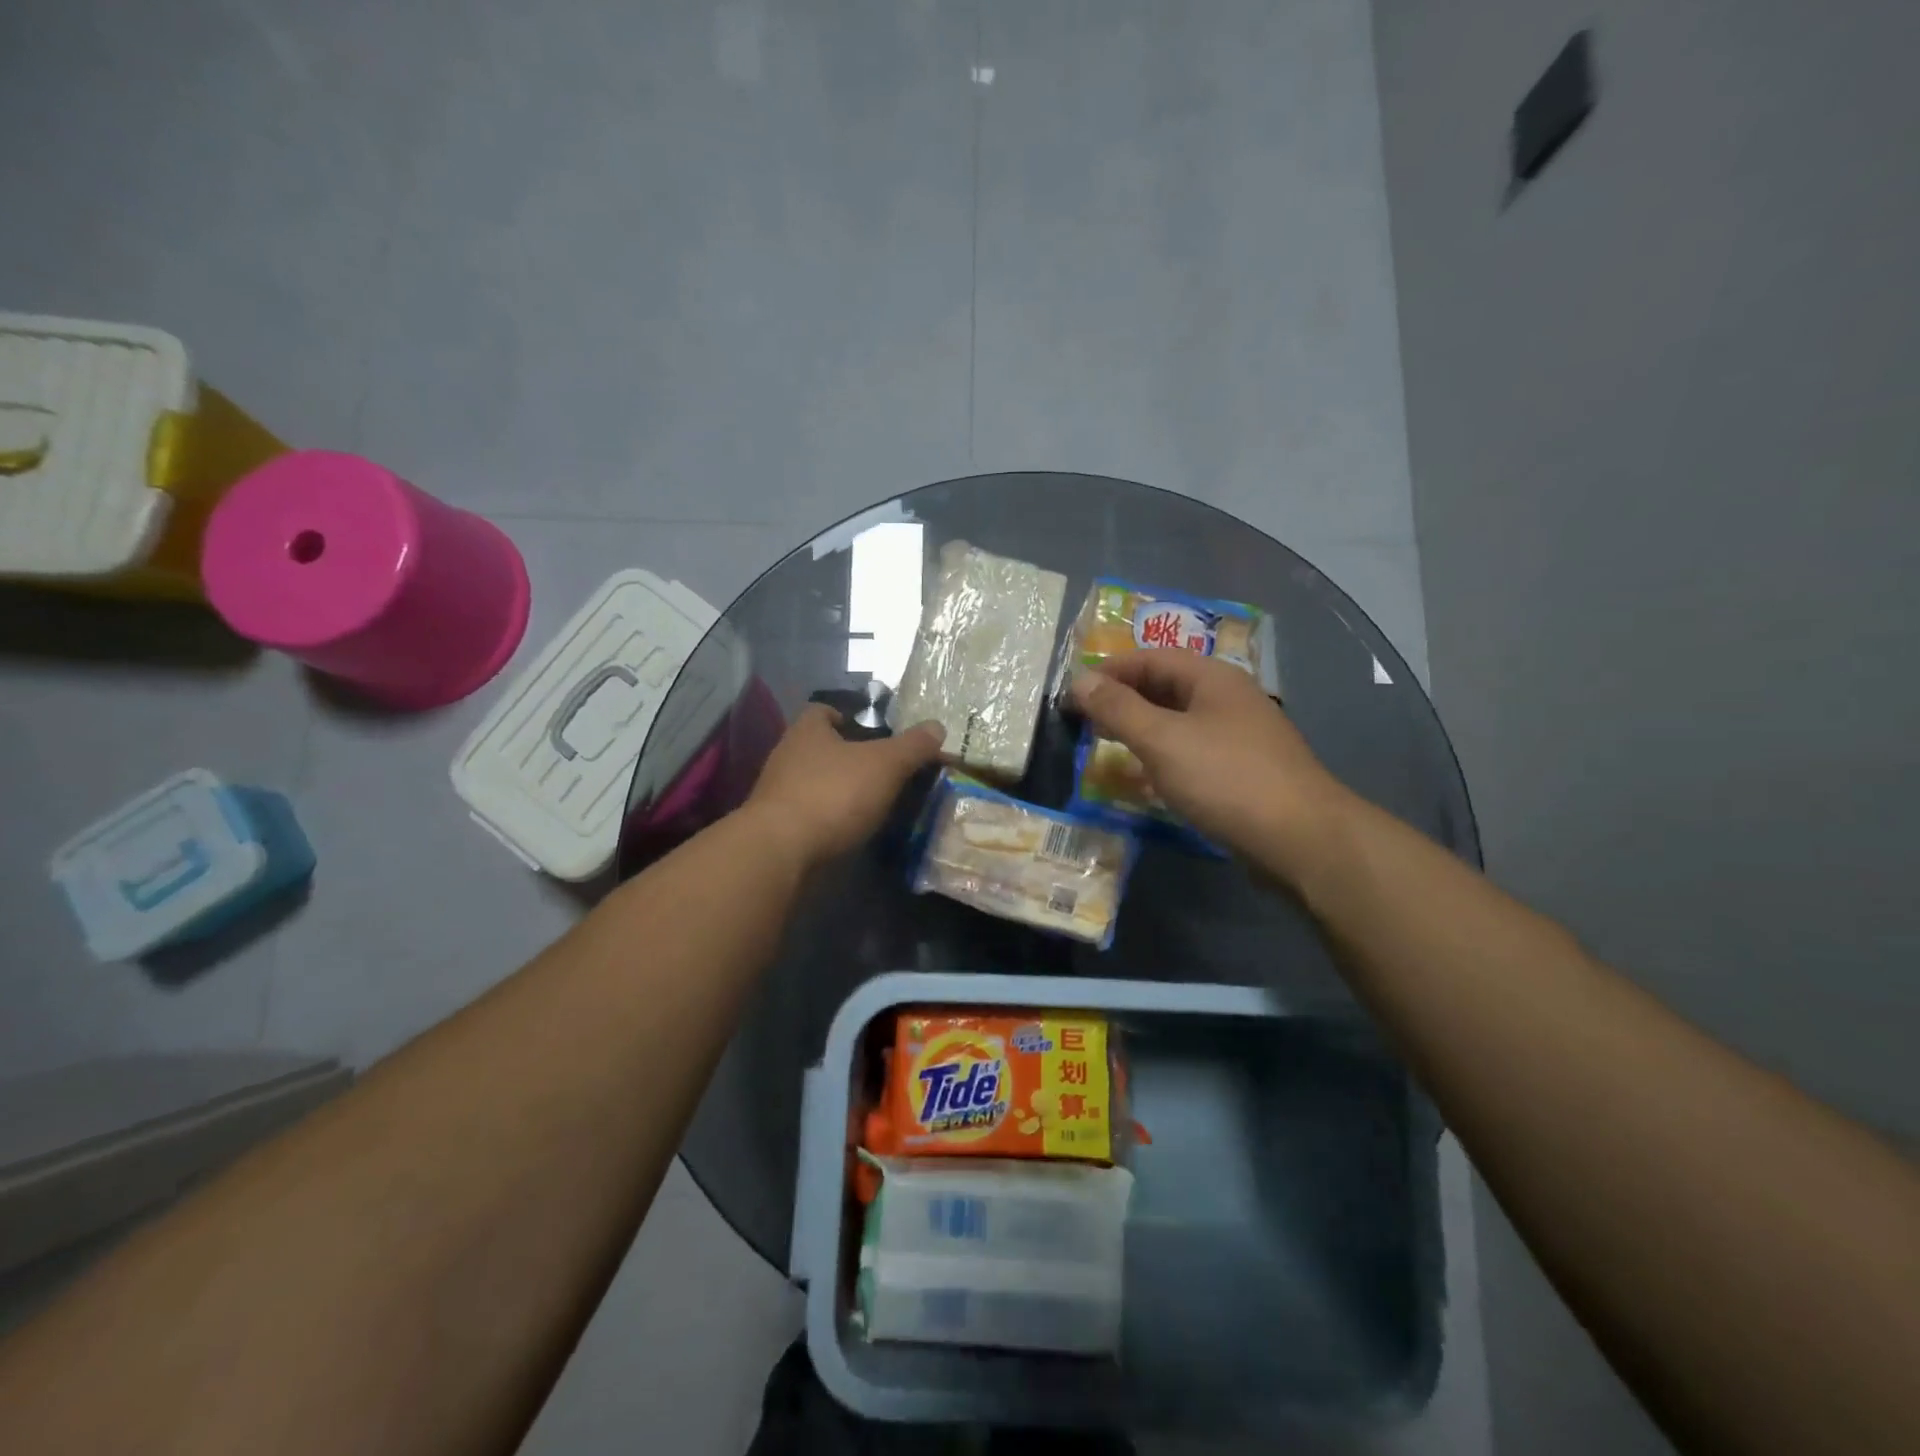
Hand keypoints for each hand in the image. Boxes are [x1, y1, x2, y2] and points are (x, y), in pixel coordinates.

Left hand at [743, 706, 945, 868]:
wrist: (781, 852)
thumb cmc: (834, 794)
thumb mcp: (885, 765)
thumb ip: (912, 746)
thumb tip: (937, 727)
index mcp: (808, 731)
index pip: (823, 710)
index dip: (847, 716)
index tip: (872, 731)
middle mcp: (787, 756)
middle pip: (820, 748)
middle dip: (848, 757)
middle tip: (883, 770)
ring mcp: (778, 794)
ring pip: (815, 782)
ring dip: (839, 790)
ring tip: (873, 803)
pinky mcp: (777, 828)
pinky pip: (810, 814)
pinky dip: (829, 819)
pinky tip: (851, 830)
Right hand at [1070, 650, 1351, 878]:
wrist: (1301, 839)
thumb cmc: (1225, 779)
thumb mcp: (1162, 739)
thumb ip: (1118, 708)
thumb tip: (1080, 680)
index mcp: (1212, 678)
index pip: (1151, 657)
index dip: (1109, 670)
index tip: (1073, 693)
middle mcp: (1228, 698)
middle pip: (1166, 686)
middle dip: (1123, 699)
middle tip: (1084, 721)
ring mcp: (1240, 736)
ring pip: (1179, 721)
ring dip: (1142, 729)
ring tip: (1107, 747)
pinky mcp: (1243, 771)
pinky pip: (1193, 751)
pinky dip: (1164, 756)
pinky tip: (1147, 778)